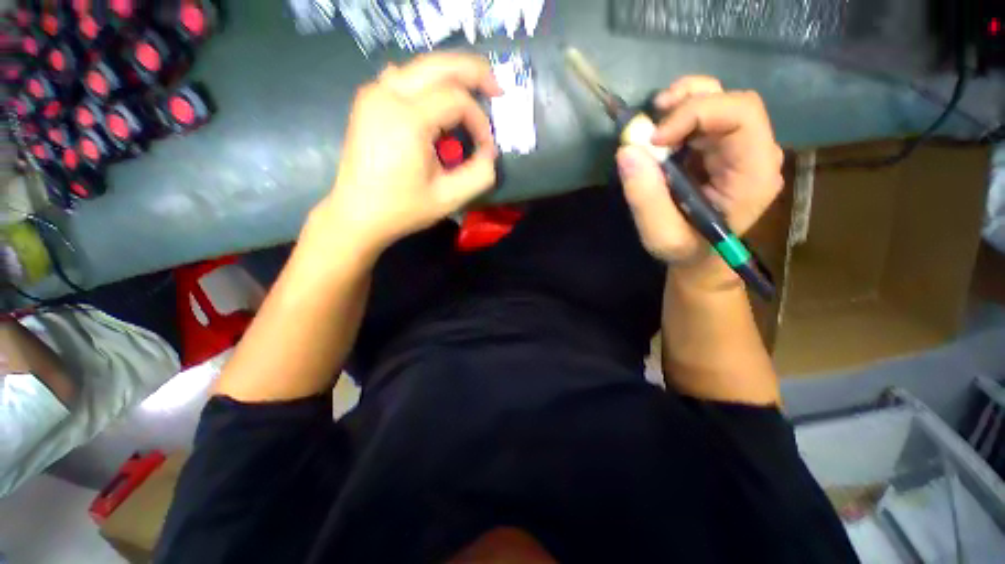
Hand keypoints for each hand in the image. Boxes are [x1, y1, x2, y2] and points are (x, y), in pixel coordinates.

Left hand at [316, 53, 502, 254]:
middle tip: (496, 89)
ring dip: (452, 76)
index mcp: (407, 119)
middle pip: (439, 65)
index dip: (479, 120)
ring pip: (422, 67)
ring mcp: (374, 93)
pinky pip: (406, 78)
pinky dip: (430, 84)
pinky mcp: (369, 100)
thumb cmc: (403, 209)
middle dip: (473, 73)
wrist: (357, 214)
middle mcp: (387, 94)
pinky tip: (439, 101)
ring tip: (473, 93)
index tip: (486, 148)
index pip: (457, 99)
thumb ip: (480, 174)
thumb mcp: (450, 198)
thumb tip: (490, 151)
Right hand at [616, 76, 783, 267]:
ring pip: (720, 102)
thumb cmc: (686, 250)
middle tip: (648, 128)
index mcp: (754, 174)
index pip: (742, 115)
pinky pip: (706, 117)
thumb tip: (627, 151)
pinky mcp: (723, 149)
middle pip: (732, 102)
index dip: (696, 114)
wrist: (700, 256)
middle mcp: (756, 153)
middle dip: (687, 104)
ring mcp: (741, 148)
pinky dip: (678, 118)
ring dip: (682, 105)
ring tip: (652, 128)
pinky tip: (660, 136)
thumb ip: (645, 198)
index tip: (654, 139)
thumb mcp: (661, 235)